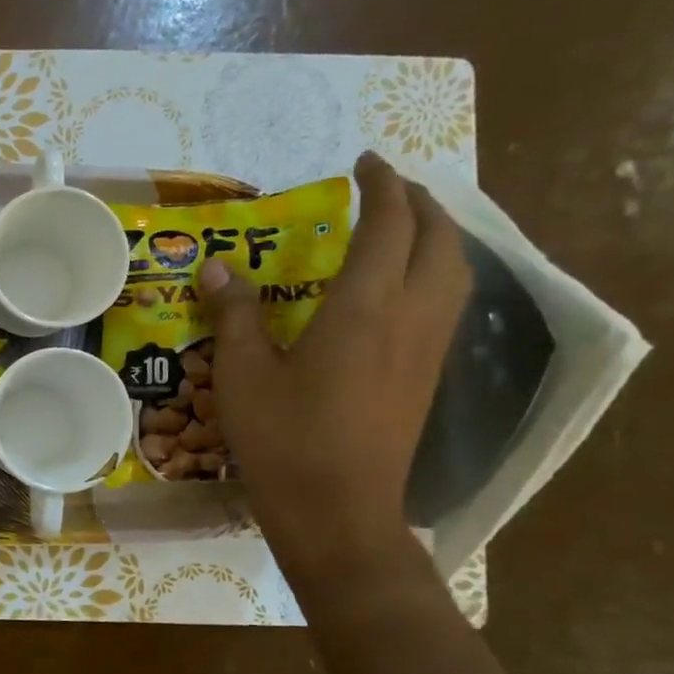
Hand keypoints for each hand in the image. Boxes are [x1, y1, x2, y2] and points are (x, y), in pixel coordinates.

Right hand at [200, 152, 470, 583]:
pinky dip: (436, 272)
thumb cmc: (284, 439)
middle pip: (439, 238)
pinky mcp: (428, 376)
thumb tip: (217, 267)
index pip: (389, 224)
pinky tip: (403, 288)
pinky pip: (448, 302)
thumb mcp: (242, 375)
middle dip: (419, 202)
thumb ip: (234, 315)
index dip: (381, 185)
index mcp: (364, 307)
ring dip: (436, 235)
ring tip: (403, 228)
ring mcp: (428, 349)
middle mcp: (411, 316)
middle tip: (385, 190)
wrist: (337, 510)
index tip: (363, 162)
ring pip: (456, 270)